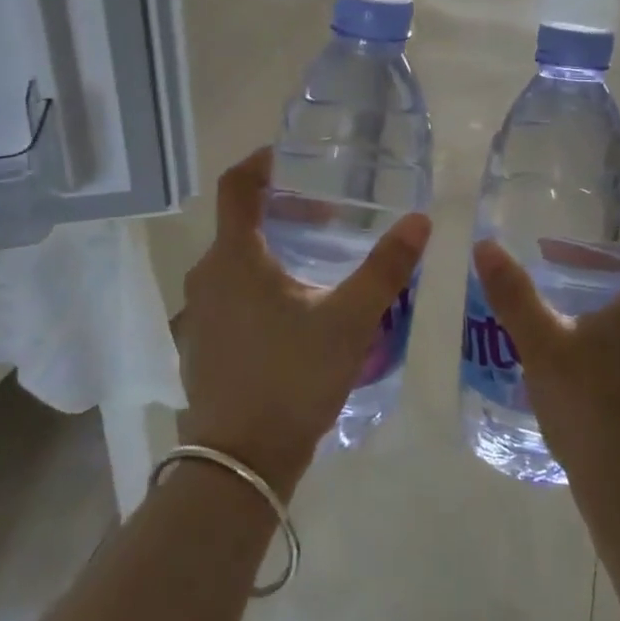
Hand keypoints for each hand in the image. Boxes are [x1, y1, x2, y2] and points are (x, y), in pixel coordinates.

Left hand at [178, 148, 430, 495]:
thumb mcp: (350, 319)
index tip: (290, 155)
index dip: (261, 162)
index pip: (236, 185)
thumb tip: (420, 220)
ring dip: (272, 249)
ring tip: (318, 260)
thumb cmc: (292, 378)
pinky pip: (229, 293)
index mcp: (234, 257)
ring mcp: (198, 313)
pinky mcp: (201, 345)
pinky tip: (294, 310)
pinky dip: (258, 282)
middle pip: (239, 222)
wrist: (238, 465)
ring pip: (235, 261)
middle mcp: (206, 276)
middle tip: (328, 215)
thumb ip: (386, 268)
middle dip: (282, 210)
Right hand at [473, 217, 619, 517]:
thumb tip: (485, 245)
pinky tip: (574, 344)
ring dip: (606, 291)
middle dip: (602, 258)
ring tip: (559, 296)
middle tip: (556, 257)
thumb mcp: (542, 344)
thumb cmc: (591, 407)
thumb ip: (514, 293)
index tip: (592, 218)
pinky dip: (614, 322)